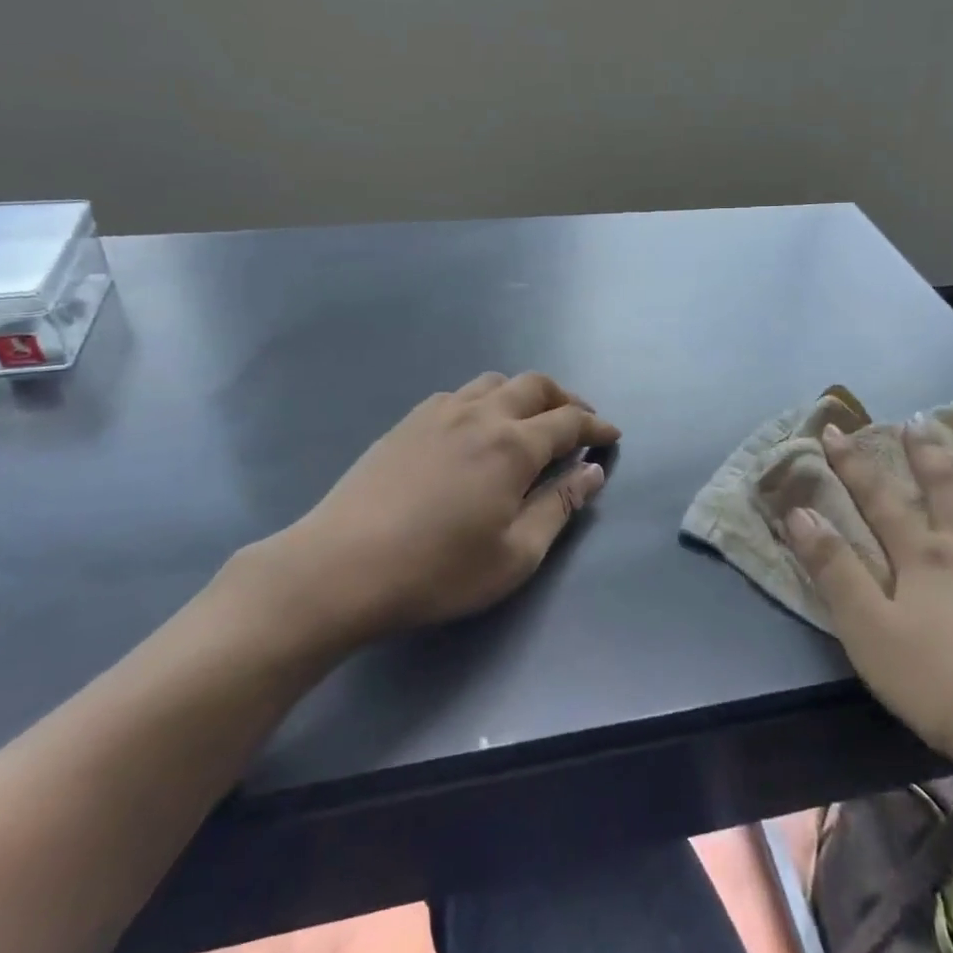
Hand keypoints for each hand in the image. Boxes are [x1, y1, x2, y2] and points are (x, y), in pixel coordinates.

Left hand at [214, 373, 619, 660]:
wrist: (341, 565)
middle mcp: (480, 414)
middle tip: (580, 422)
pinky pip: (458, 394)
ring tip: (532, 419)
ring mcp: (438, 412)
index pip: (568, 422)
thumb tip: (592, 471)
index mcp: (513, 445)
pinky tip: (477, 428)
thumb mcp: (515, 553)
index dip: (596, 426)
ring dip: (524, 393)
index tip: (612, 436)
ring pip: (494, 382)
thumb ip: (559, 506)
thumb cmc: (438, 570)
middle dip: (565, 399)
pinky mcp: (407, 422)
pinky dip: (485, 400)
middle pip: (534, 386)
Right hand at [782, 423, 952, 786]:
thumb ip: (833, 568)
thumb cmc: (939, 685)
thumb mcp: (867, 630)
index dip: (852, 463)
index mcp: (923, 555)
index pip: (878, 498)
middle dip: (927, 453)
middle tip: (918, 421)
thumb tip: (800, 511)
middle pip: (947, 489)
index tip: (834, 429)